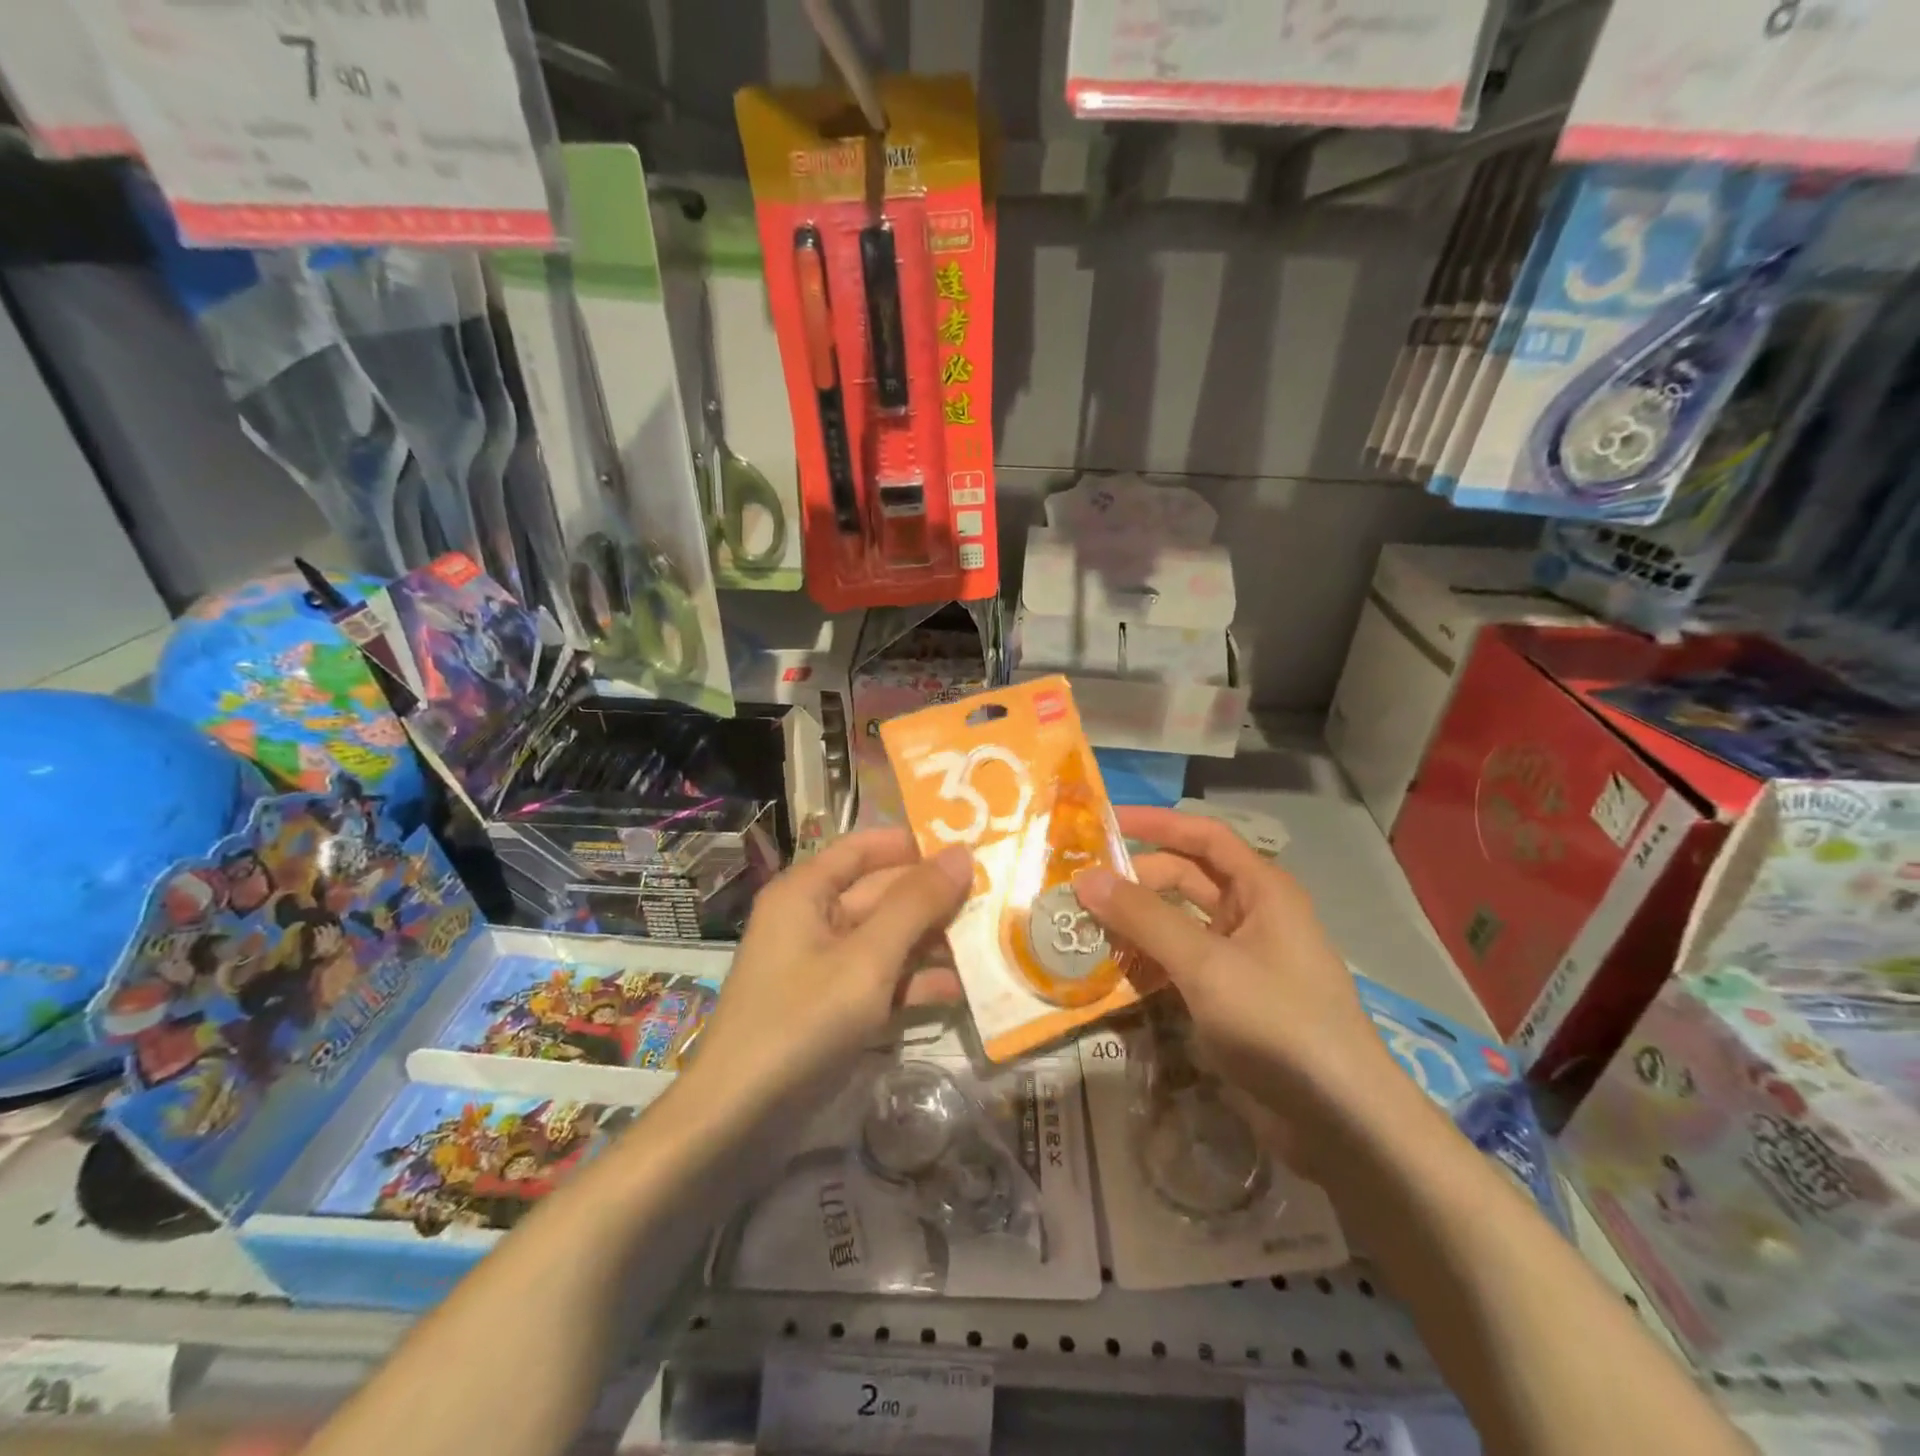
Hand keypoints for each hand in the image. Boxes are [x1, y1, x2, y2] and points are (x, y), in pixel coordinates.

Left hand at [686, 829, 971, 1119]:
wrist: (738, 1121)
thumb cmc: (801, 1022)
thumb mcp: (867, 959)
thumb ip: (917, 904)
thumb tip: (962, 852)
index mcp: (807, 891)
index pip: (867, 847)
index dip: (916, 843)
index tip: (971, 846)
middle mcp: (815, 918)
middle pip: (883, 892)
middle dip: (936, 897)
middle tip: (998, 896)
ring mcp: (825, 965)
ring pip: (889, 938)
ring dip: (935, 941)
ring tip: (994, 939)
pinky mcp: (835, 1006)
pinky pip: (883, 979)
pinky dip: (917, 982)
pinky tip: (964, 989)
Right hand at [1073, 806, 1401, 1167]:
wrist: (1339, 1120)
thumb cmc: (1277, 1021)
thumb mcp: (1205, 963)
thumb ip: (1143, 918)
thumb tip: (1085, 878)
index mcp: (1262, 889)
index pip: (1203, 836)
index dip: (1156, 824)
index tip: (1103, 824)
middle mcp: (1253, 915)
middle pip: (1186, 879)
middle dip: (1136, 880)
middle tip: (1079, 889)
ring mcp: (1242, 960)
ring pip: (1179, 925)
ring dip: (1137, 924)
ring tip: (1084, 927)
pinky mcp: (1231, 999)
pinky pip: (1181, 965)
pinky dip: (1149, 963)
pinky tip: (1113, 972)